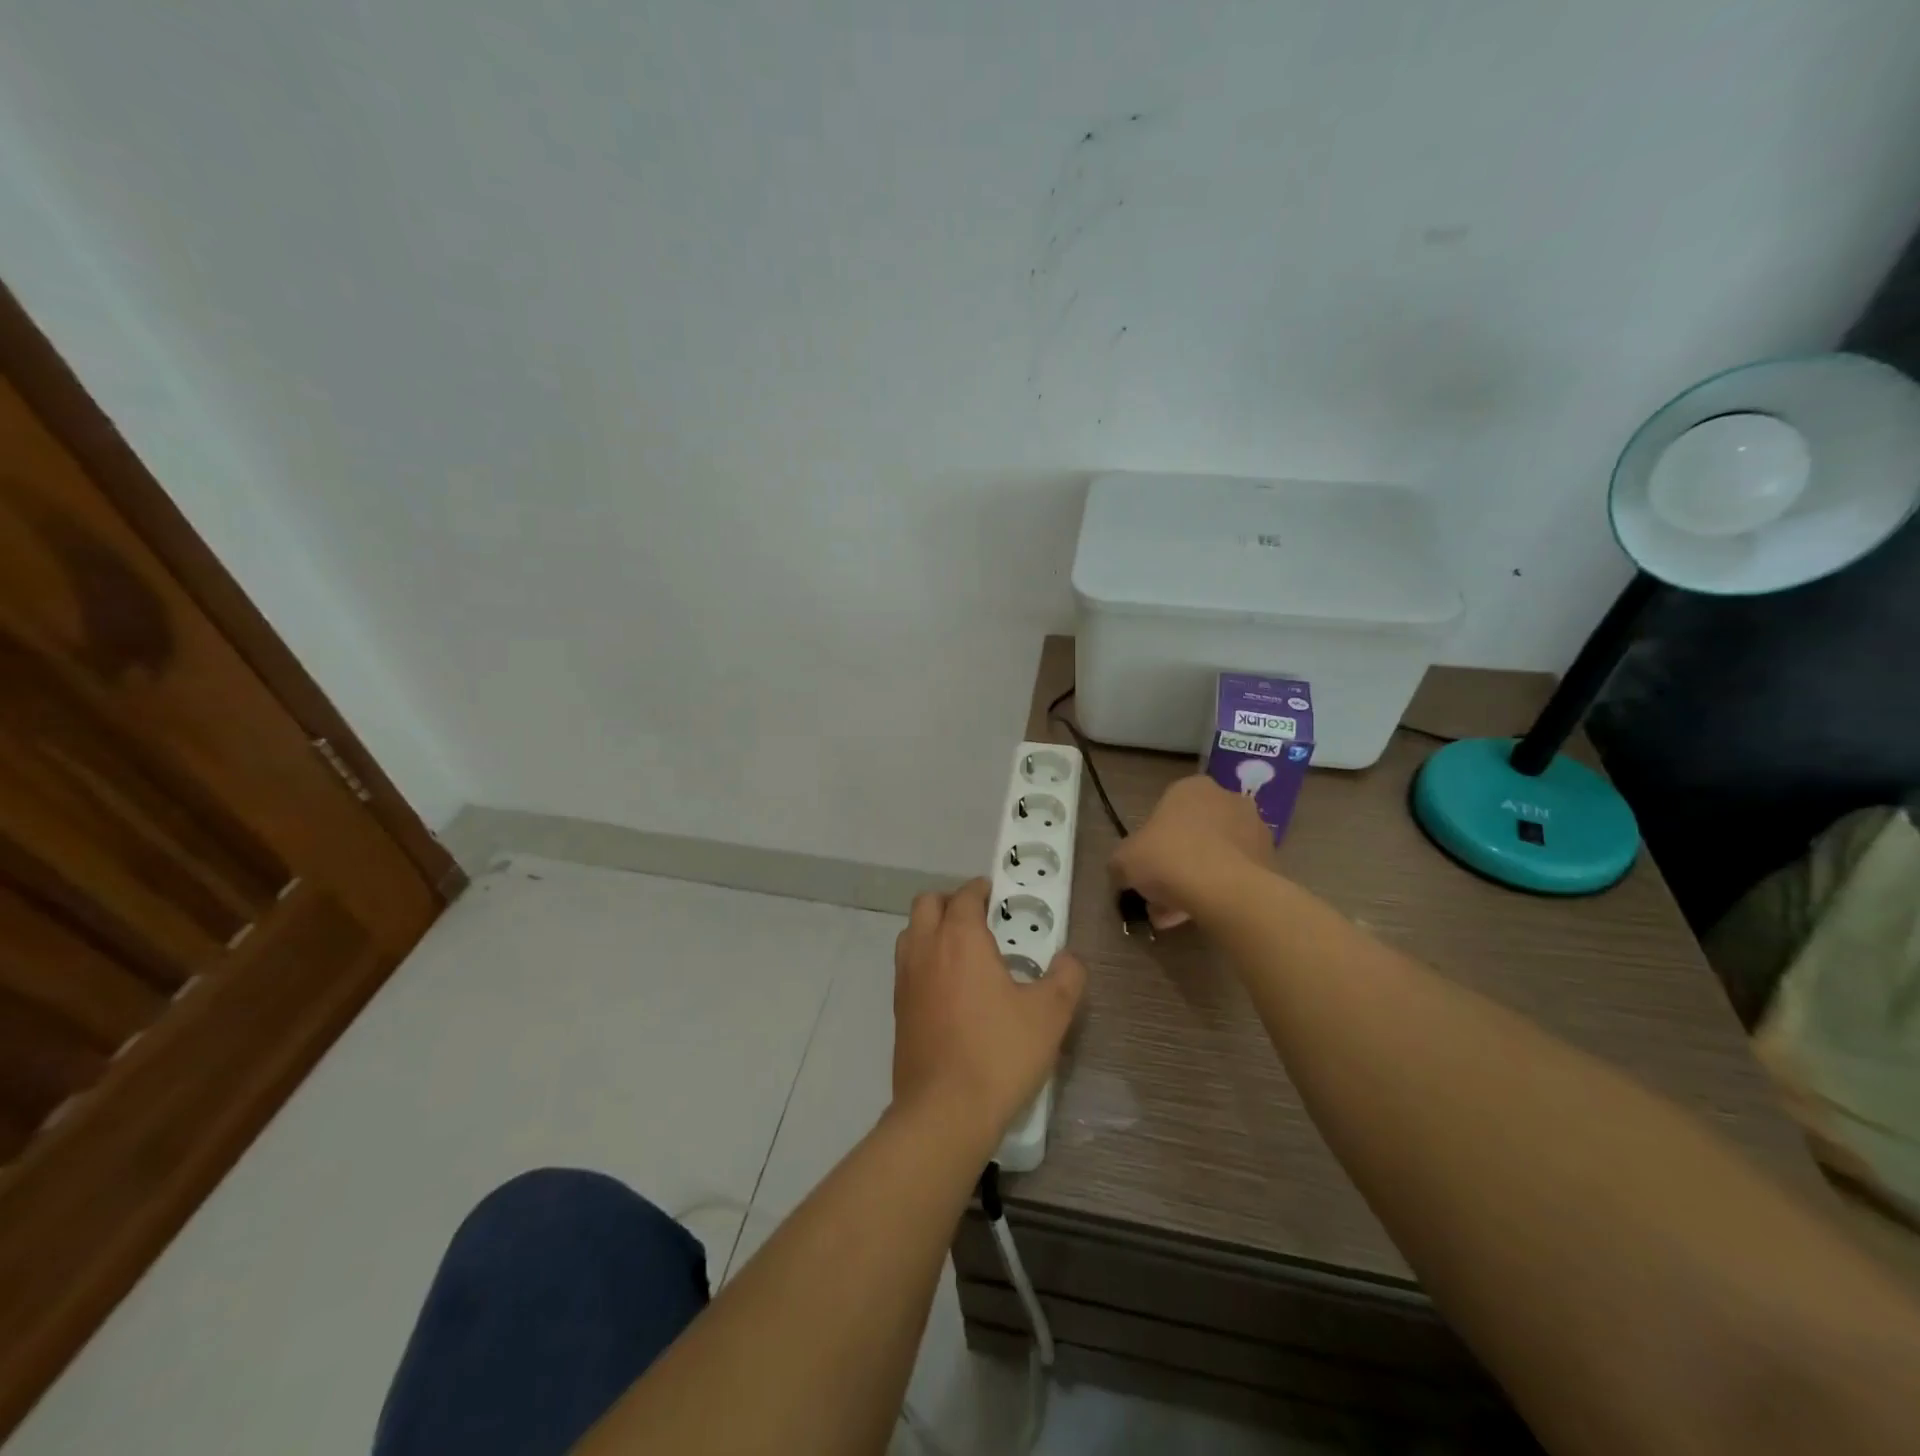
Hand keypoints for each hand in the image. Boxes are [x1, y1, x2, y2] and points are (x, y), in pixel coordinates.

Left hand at [892, 878, 1086, 1147]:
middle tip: (981, 920)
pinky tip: (950, 989)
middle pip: (927, 904)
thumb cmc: (999, 1054)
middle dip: (952, 902)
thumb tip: (1069, 960)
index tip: (999, 897)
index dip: (982, 890)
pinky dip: (925, 960)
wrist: (944, 1112)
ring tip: (964, 952)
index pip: (965, 896)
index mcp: (960, 939)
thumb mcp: (1049, 1015)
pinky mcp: (898, 1009)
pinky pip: (907, 966)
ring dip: (932, 929)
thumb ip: (1065, 978)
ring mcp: (905, 979)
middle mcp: (926, 949)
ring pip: (911, 933)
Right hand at [1109, 775, 1270, 929]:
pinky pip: (1235, 874)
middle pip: (1193, 834)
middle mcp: (1227, 799)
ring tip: (1176, 915)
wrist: (1226, 890)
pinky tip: (1200, 915)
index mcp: (1191, 788)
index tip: (1144, 868)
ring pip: (1214, 856)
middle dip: (1175, 864)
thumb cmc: (1169, 859)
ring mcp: (1254, 829)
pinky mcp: (1271, 859)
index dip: (1151, 842)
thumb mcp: (1124, 860)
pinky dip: (1218, 891)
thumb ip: (1120, 863)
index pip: (1165, 811)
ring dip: (1195, 880)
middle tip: (1158, 895)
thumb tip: (1122, 873)